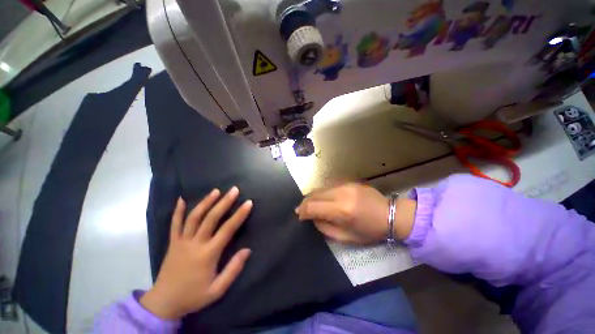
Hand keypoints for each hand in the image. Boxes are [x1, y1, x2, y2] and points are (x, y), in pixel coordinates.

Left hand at [140, 187, 251, 318]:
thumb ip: (233, 269)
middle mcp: (195, 243)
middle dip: (224, 202)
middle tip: (234, 190)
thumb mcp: (217, 289)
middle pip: (211, 218)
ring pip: (194, 217)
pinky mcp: (172, 242)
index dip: (239, 215)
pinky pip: (174, 224)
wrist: (164, 303)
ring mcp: (181, 241)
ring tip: (216, 191)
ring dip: (205, 202)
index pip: (227, 229)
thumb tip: (247, 250)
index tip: (248, 203)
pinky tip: (181, 199)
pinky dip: (178, 211)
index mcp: (208, 254)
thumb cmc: (193, 296)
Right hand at [295, 183, 415, 243]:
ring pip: (320, 188)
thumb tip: (312, 218)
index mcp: (342, 210)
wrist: (390, 214)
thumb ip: (325, 227)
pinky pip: (328, 186)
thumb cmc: (370, 231)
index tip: (300, 217)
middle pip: (314, 194)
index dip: (303, 211)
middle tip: (301, 211)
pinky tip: (322, 199)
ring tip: (310, 205)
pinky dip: (321, 193)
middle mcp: (341, 193)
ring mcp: (345, 184)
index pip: (313, 207)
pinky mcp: (348, 181)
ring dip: (312, 197)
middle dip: (305, 203)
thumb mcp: (346, 237)